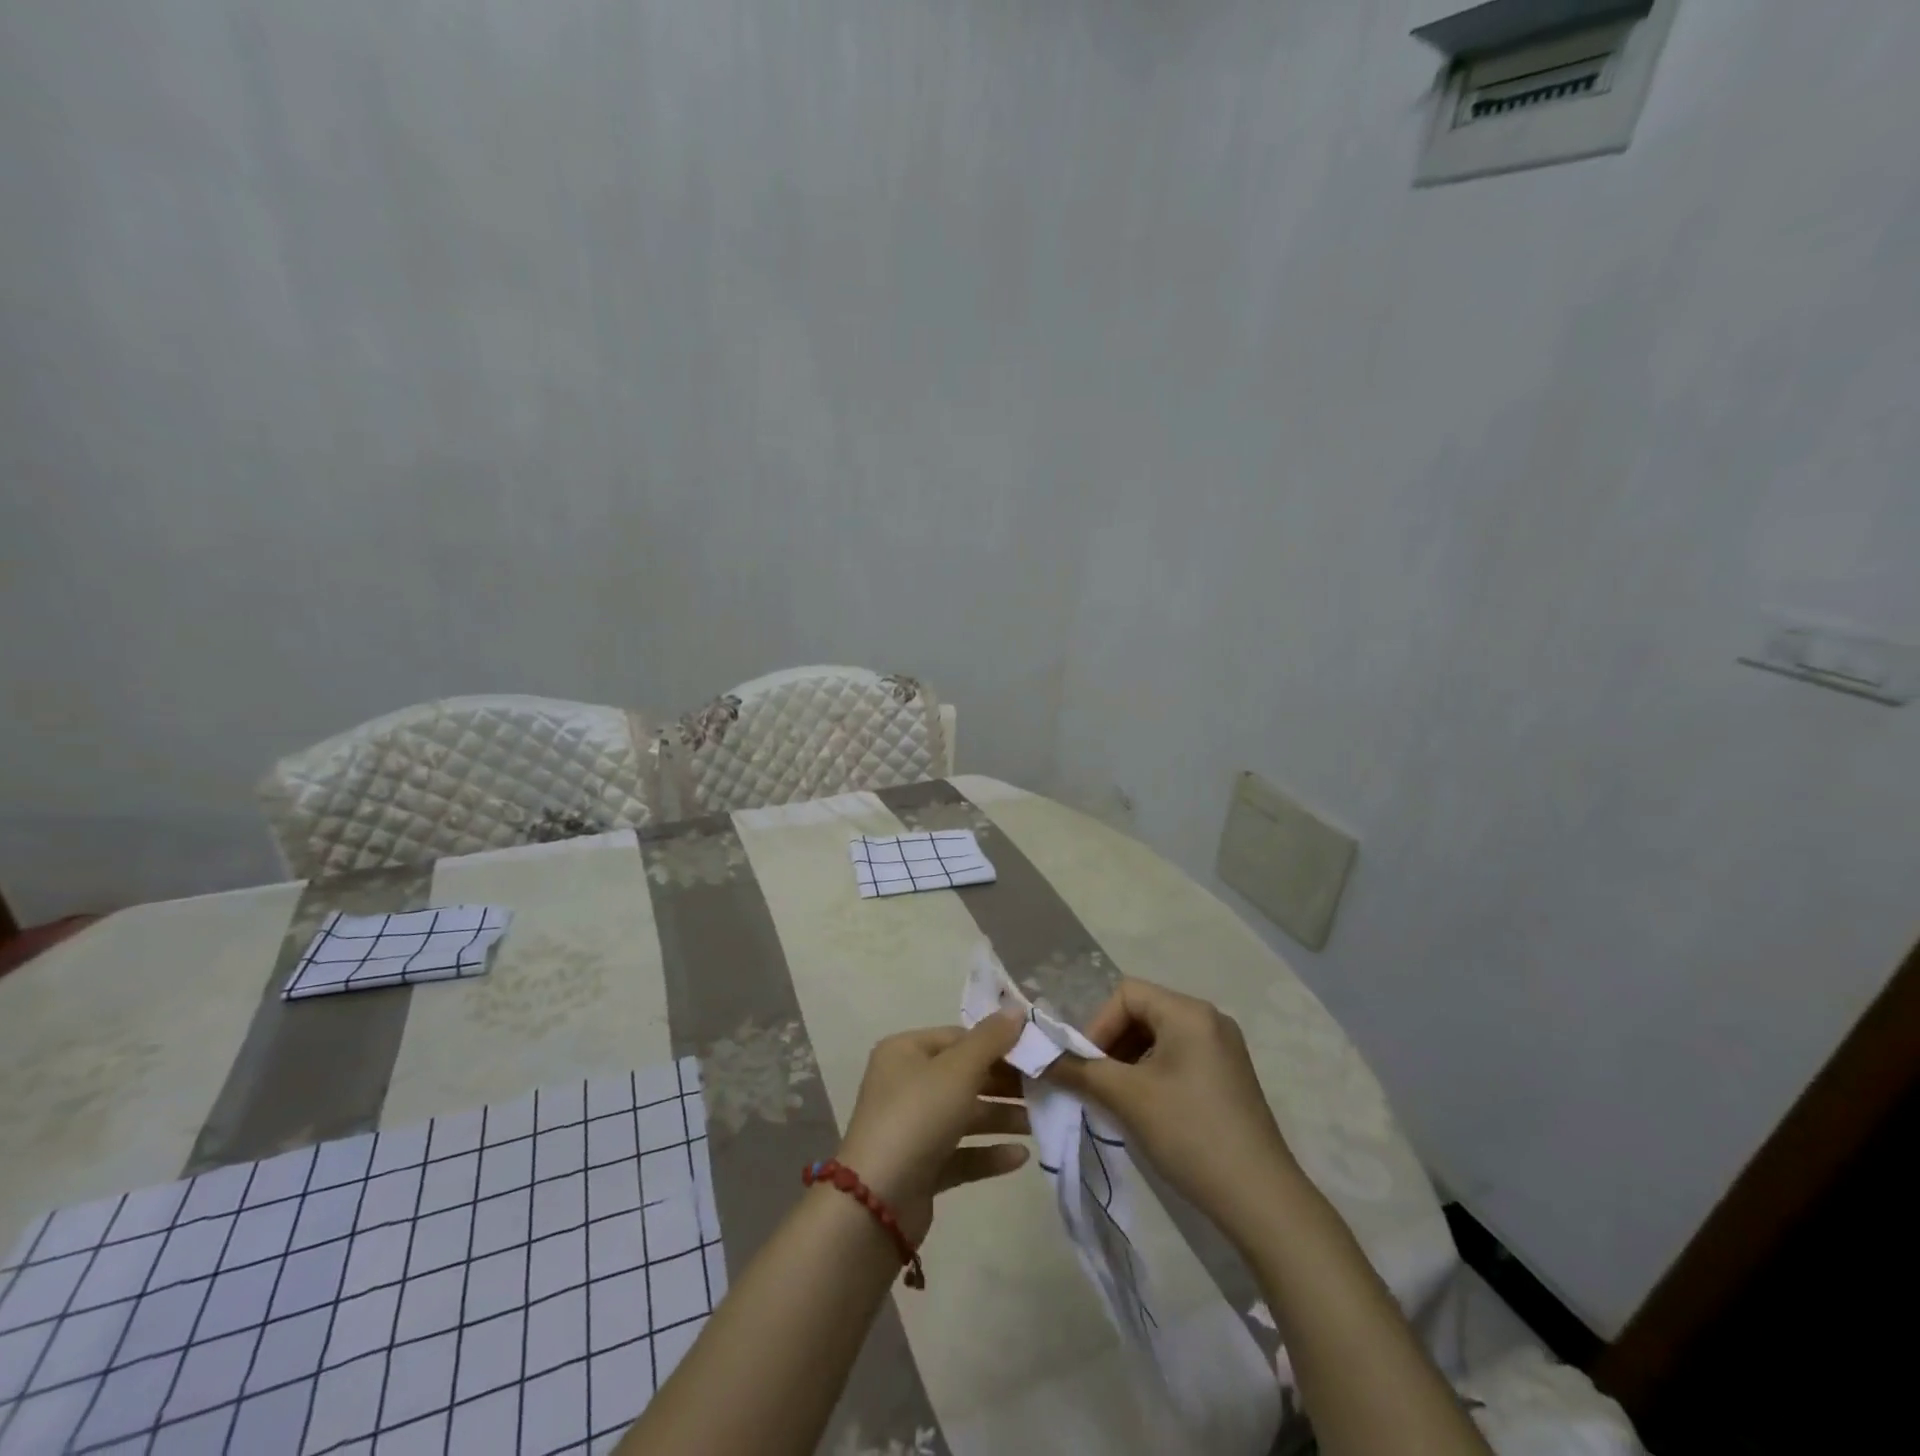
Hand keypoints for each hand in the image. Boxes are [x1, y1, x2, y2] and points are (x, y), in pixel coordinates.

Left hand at [834, 1014, 1031, 1242]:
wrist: (877, 1201)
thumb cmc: (918, 1116)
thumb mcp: (958, 1070)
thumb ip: (991, 1040)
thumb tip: (1017, 1010)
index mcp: (905, 1051)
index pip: (958, 1038)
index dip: (996, 1043)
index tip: (1034, 1054)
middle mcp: (905, 1084)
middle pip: (963, 1076)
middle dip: (1003, 1083)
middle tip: (1044, 1089)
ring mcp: (911, 1127)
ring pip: (964, 1115)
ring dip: (1001, 1117)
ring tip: (1039, 1123)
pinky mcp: (920, 1167)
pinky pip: (960, 1153)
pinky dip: (988, 1152)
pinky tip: (1021, 1157)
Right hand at [1047, 978, 1302, 1248]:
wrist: (1262, 1201)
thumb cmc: (1191, 1134)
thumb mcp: (1128, 1098)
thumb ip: (1080, 1071)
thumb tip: (1038, 1058)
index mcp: (1189, 1012)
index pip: (1126, 994)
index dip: (1098, 1025)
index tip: (1086, 1067)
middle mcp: (1209, 1019)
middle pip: (1142, 1013)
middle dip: (1111, 1045)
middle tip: (1096, 1084)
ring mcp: (1223, 1049)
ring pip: (1158, 1038)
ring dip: (1129, 1062)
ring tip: (1117, 1100)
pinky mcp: (1228, 1077)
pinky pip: (1178, 1059)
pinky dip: (1152, 1075)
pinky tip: (1146, 1111)